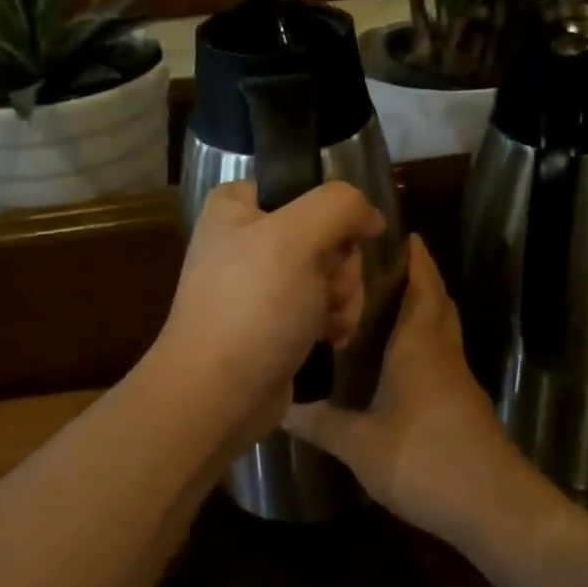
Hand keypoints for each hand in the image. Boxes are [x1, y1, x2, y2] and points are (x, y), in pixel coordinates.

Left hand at [152, 181, 384, 446]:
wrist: (216, 397)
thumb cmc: (252, 307)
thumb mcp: (297, 237)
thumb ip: (341, 206)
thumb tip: (371, 216)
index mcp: (238, 205)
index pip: (308, 189)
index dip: (332, 218)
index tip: (333, 246)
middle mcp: (247, 238)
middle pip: (327, 234)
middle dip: (340, 268)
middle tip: (325, 293)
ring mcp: (261, 283)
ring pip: (332, 272)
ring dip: (343, 298)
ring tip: (328, 324)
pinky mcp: (275, 321)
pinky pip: (322, 306)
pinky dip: (333, 321)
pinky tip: (330, 340)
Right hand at [286, 236, 549, 555]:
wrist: (494, 507)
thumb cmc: (423, 459)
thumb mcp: (359, 444)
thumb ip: (320, 423)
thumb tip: (279, 406)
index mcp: (419, 345)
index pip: (422, 287)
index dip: (416, 259)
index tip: (403, 234)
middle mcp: (442, 352)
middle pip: (438, 301)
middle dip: (421, 277)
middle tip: (386, 264)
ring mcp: (459, 379)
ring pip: (444, 328)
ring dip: (426, 308)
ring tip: (387, 303)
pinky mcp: (466, 403)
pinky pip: (444, 354)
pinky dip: (428, 341)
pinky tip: (402, 360)